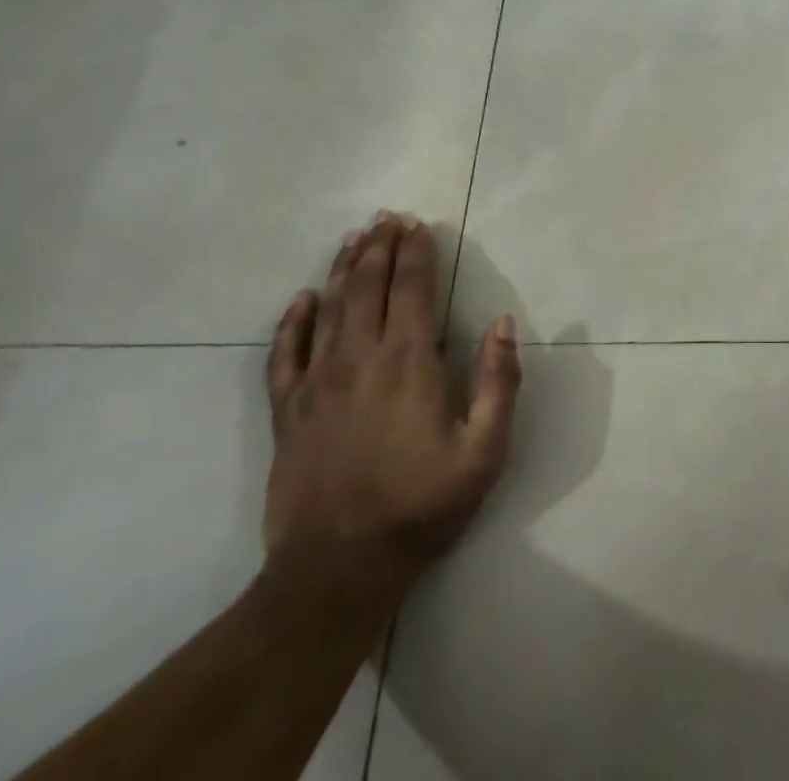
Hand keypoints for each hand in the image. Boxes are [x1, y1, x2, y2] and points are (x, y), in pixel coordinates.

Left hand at [263, 213, 520, 605]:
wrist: (338, 570)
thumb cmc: (422, 506)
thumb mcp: (484, 451)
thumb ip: (499, 382)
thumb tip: (504, 323)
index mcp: (409, 363)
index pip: (413, 290)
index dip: (416, 254)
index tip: (418, 226)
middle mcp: (361, 359)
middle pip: (368, 288)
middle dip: (380, 249)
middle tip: (386, 218)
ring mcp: (318, 384)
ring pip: (329, 309)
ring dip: (342, 269)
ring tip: (353, 238)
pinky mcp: (289, 412)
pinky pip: (284, 355)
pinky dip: (292, 323)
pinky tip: (301, 299)